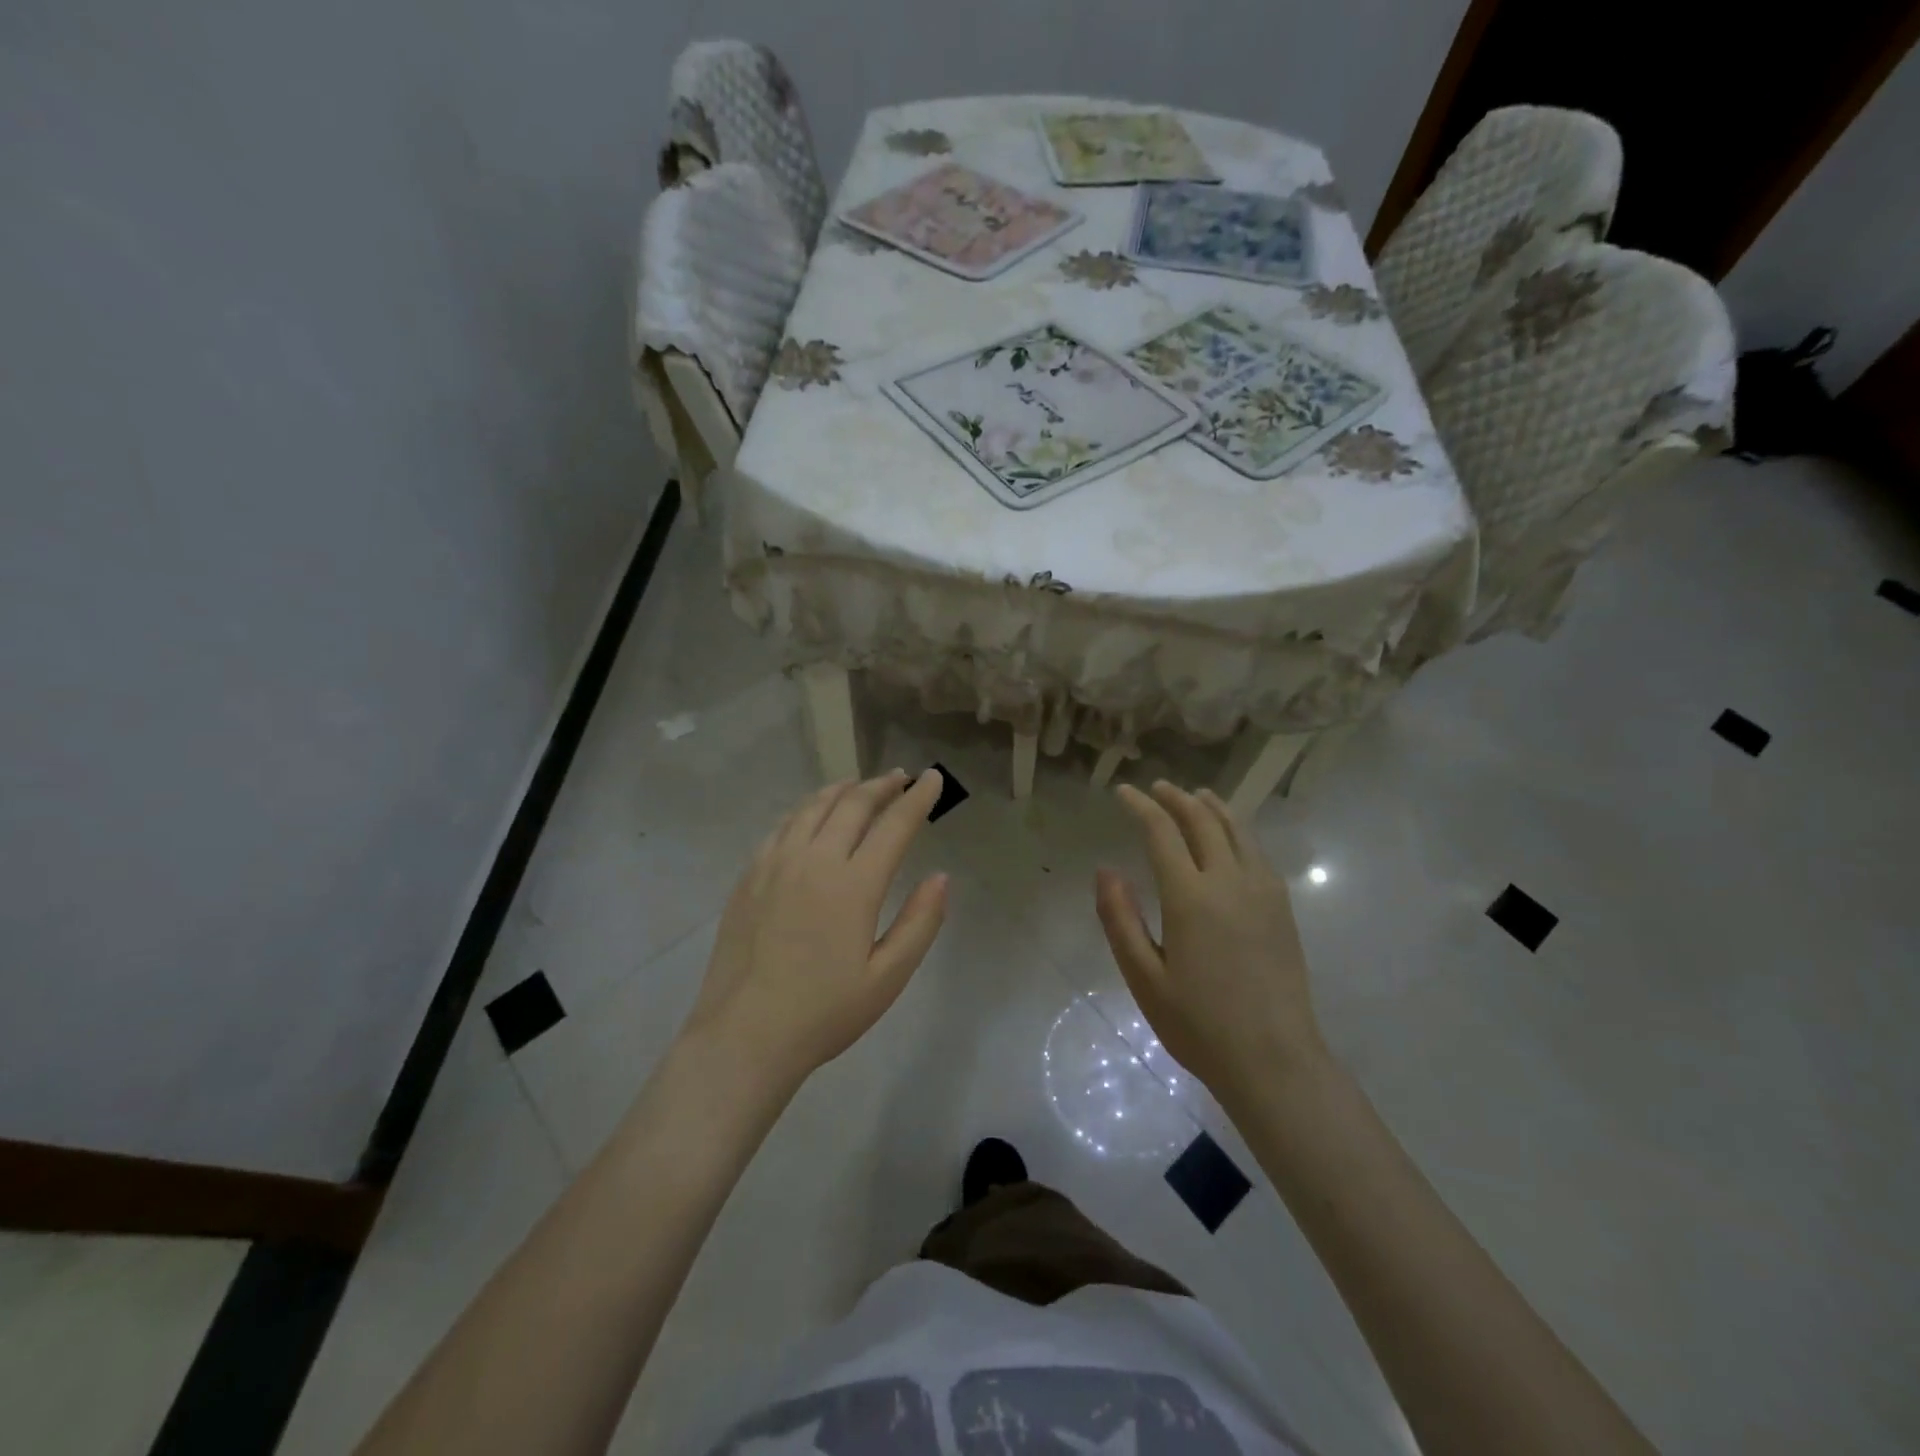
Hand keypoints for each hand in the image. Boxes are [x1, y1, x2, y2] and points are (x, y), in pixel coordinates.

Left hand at [682, 769, 948, 1093]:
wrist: (744, 1035)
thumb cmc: (824, 1013)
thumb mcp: (888, 978)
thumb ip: (920, 923)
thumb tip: (940, 876)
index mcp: (854, 885)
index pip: (894, 825)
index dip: (918, 798)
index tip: (933, 778)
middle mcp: (814, 861)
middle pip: (853, 805)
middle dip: (882, 785)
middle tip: (901, 777)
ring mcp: (776, 864)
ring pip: (813, 807)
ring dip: (843, 790)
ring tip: (859, 784)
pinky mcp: (749, 876)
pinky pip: (782, 825)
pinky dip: (806, 809)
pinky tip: (811, 814)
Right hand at [1095, 782, 1324, 1107]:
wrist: (1274, 1060)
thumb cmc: (1199, 1024)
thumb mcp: (1143, 977)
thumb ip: (1120, 919)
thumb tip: (1105, 870)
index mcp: (1190, 897)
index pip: (1162, 832)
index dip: (1141, 806)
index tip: (1123, 792)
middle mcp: (1229, 881)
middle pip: (1203, 821)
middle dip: (1176, 798)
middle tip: (1157, 788)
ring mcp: (1263, 891)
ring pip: (1238, 830)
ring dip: (1213, 806)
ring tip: (1196, 796)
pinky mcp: (1282, 907)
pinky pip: (1258, 851)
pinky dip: (1239, 830)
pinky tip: (1232, 837)